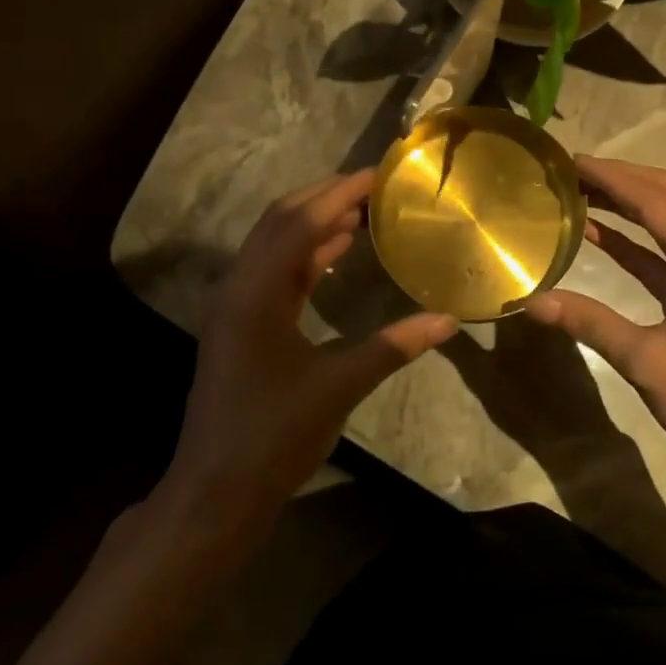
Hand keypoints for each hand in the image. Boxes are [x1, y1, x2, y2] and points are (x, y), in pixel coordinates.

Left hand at [167, 171, 456, 527]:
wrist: (216, 491)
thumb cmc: (274, 435)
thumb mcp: (338, 387)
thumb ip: (393, 346)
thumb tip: (449, 320)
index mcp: (256, 292)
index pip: (301, 222)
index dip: (340, 192)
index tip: (379, 173)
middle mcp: (239, 286)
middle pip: (280, 220)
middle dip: (325, 196)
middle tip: (374, 186)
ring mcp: (236, 305)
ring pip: (275, 243)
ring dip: (315, 222)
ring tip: (363, 210)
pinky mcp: (242, 323)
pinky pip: (276, 271)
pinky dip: (307, 253)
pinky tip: (337, 252)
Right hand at [523, 157, 665, 490]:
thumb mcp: (646, 362)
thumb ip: (589, 323)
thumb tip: (531, 301)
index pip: (653, 199)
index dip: (610, 177)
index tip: (570, 162)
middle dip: (623, 177)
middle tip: (574, 173)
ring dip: (632, 201)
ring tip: (583, 193)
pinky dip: (638, 236)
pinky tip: (602, 235)